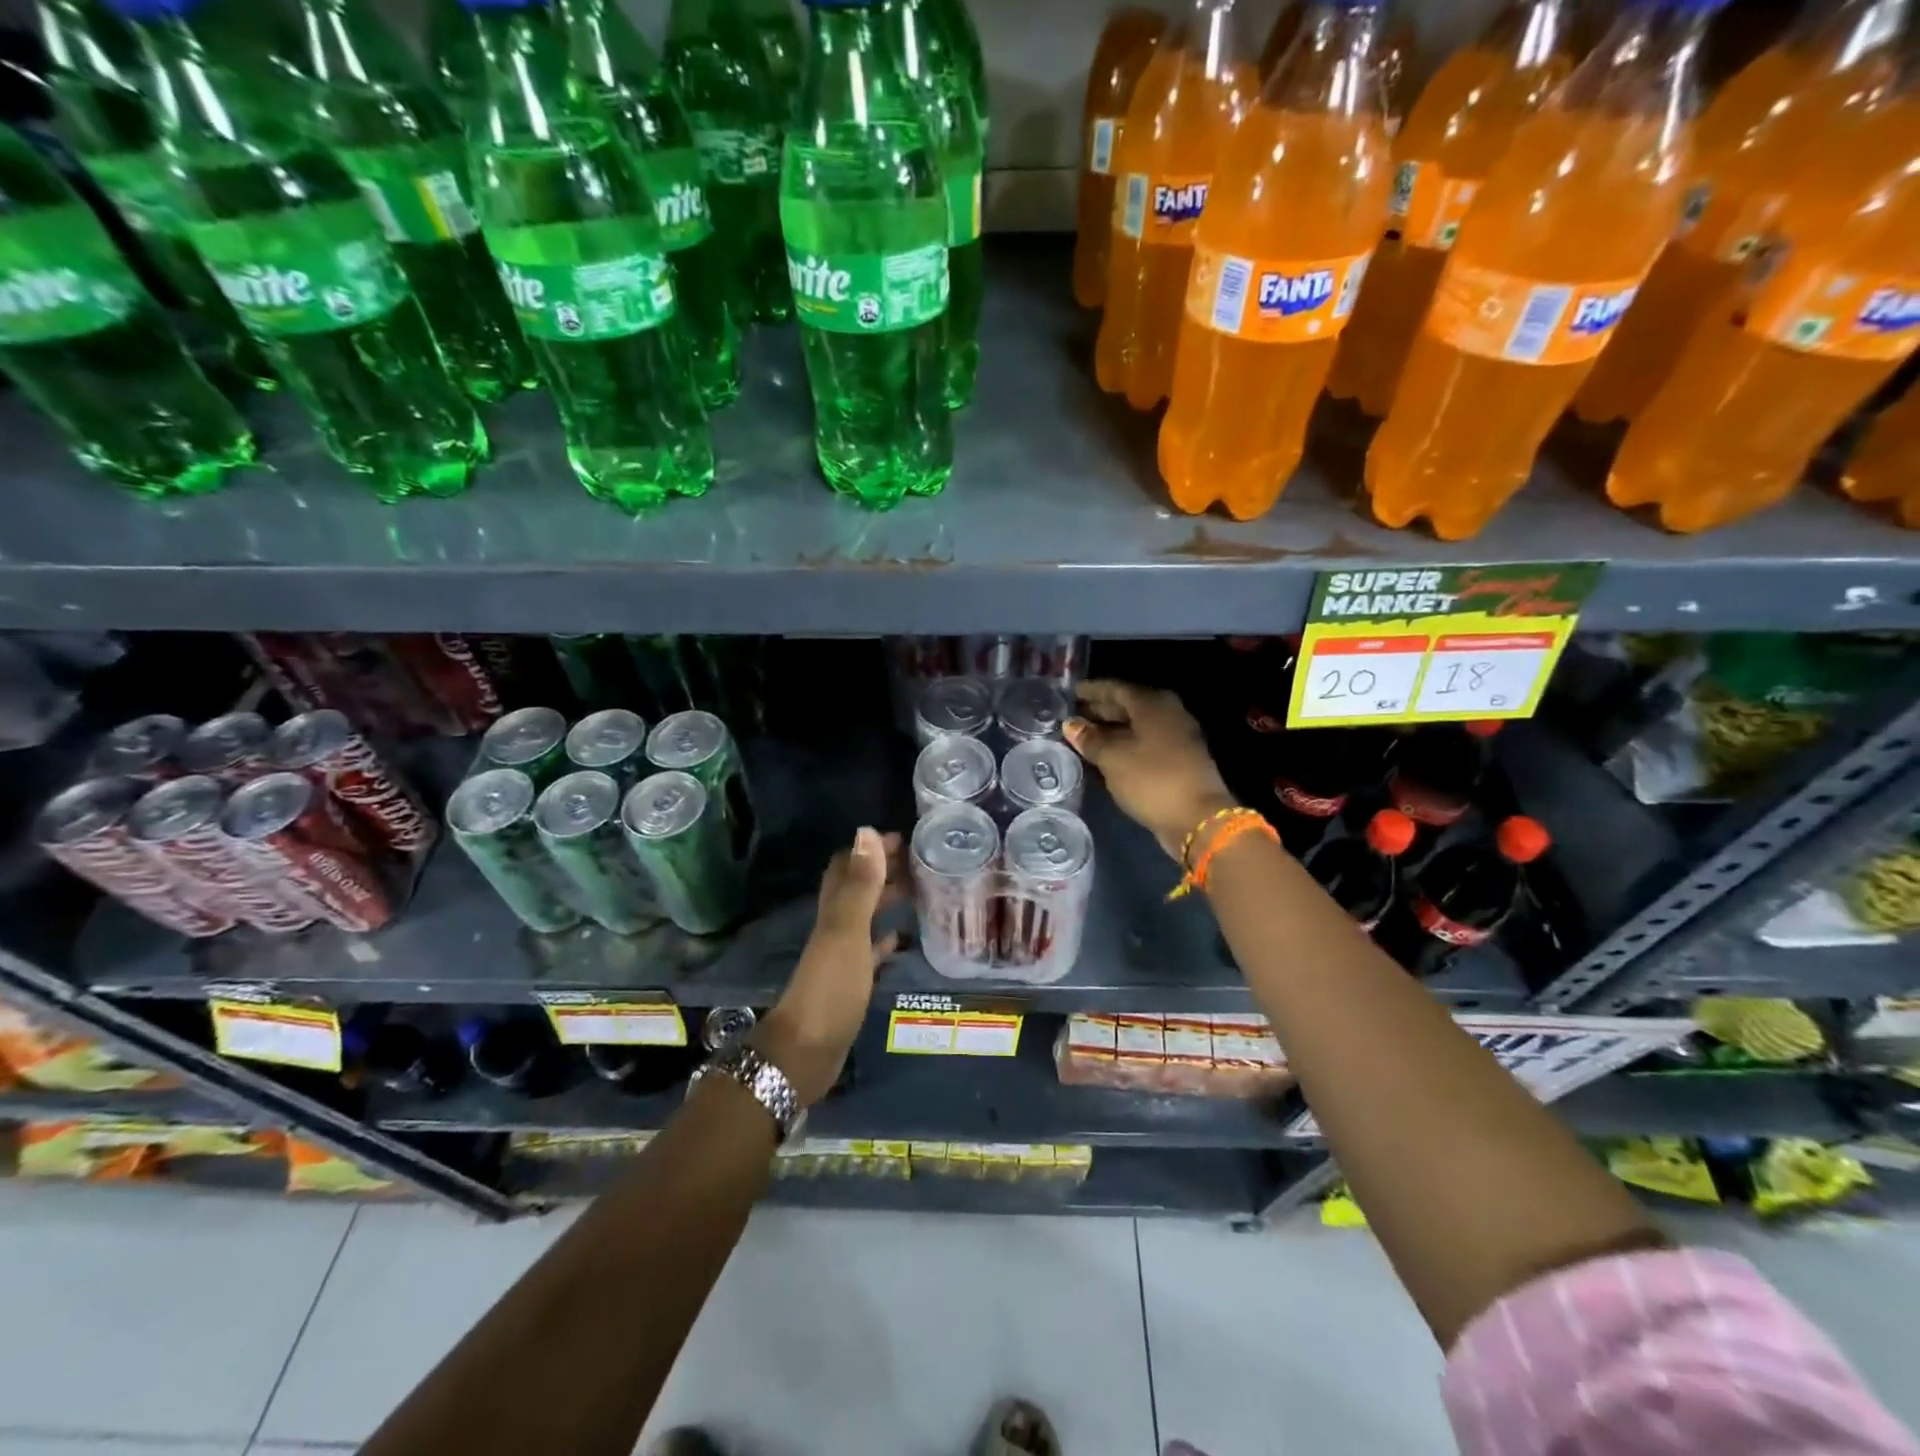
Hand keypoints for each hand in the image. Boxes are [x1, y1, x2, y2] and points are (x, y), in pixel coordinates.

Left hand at [752, 827, 902, 1104]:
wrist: (806, 1051)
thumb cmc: (830, 987)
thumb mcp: (848, 932)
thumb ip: (860, 885)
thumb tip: (867, 831)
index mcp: (833, 911)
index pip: (848, 866)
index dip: (871, 850)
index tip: (906, 840)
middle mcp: (835, 927)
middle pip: (858, 889)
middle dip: (884, 872)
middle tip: (921, 865)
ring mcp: (841, 956)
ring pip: (865, 918)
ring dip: (887, 902)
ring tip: (921, 893)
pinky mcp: (850, 983)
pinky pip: (869, 952)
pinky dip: (884, 941)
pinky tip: (901, 939)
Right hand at [1066, 680, 1235, 861]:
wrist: (1197, 819)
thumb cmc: (1152, 779)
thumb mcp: (1113, 759)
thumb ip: (1090, 739)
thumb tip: (1070, 724)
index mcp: (1153, 705)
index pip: (1117, 689)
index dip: (1093, 690)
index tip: (1071, 693)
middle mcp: (1168, 714)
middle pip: (1129, 705)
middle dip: (1101, 709)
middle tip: (1074, 715)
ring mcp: (1177, 737)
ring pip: (1137, 726)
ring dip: (1112, 729)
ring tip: (1084, 736)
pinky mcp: (1179, 759)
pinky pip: (1145, 743)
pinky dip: (1124, 744)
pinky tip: (1106, 754)